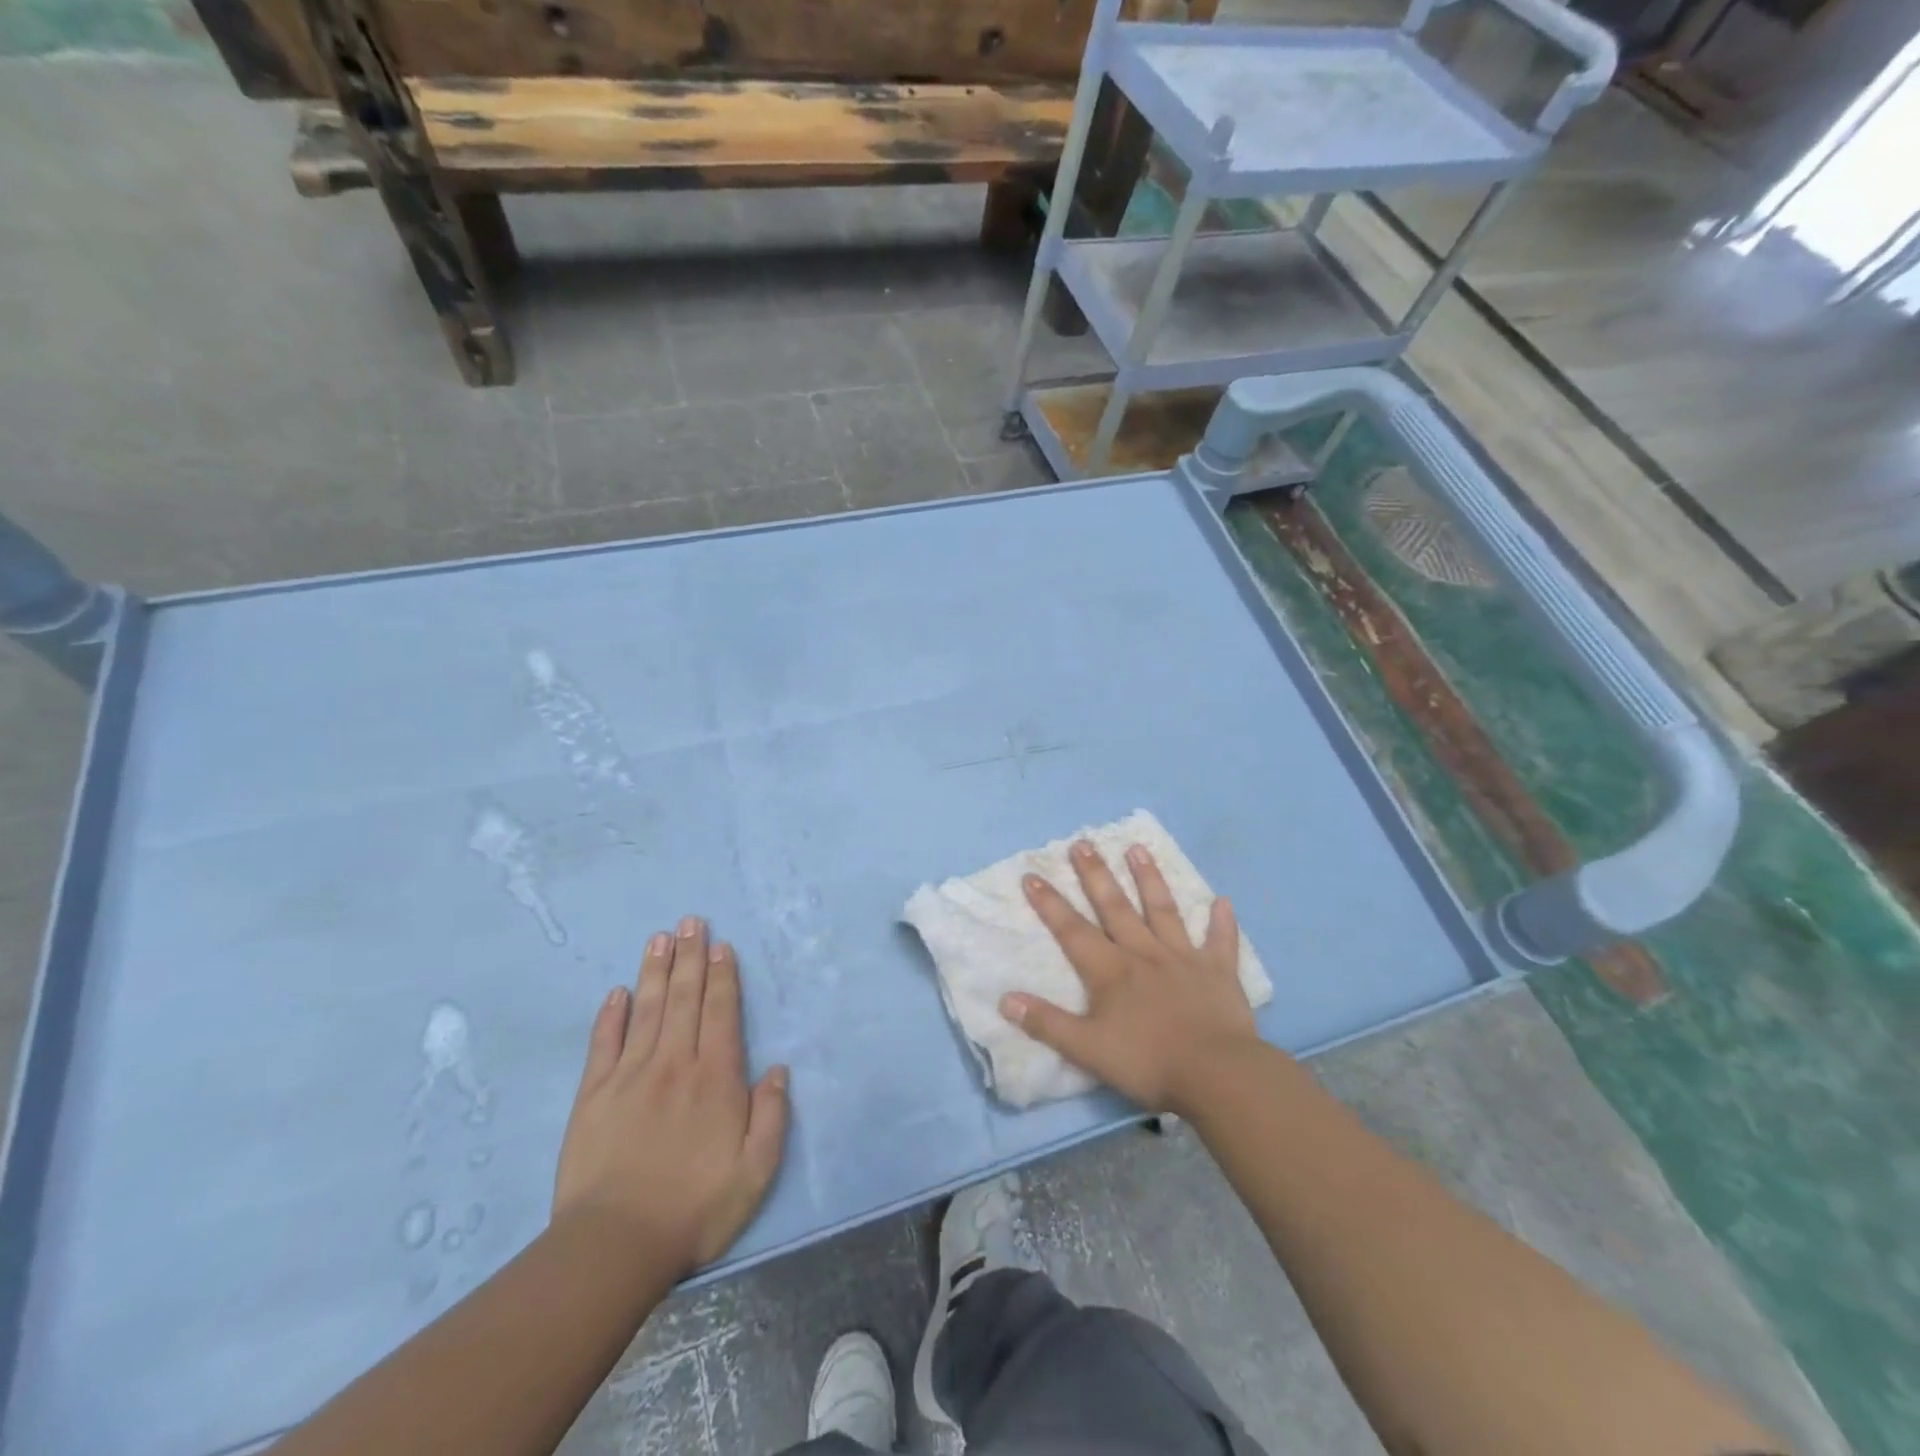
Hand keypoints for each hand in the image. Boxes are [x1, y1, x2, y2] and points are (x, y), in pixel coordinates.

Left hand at [553, 916, 788, 1275]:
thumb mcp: (755, 1170)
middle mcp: (674, 1063)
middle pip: (684, 999)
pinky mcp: (593, 1095)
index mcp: (715, 1077)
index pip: (720, 1012)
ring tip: (660, 938)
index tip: (720, 946)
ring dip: (655, 971)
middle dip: (689, 957)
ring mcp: (630, 1076)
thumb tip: (779, 1069)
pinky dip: (611, 1015)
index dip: (722, 976)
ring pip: (646, 1010)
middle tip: (690, 922)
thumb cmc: (695, 1207)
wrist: (614, 1245)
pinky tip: (617, 992)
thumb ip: (772, 1115)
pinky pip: (604, 1044)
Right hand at [1003, 840, 1260, 1114]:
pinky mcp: (1218, 972)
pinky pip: (1221, 942)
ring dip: (1150, 879)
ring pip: (1163, 911)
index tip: (1032, 875)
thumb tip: (1005, 999)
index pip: (1072, 930)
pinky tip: (1223, 901)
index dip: (1050, 903)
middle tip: (1083, 843)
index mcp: (1111, 971)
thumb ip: (1047, 1023)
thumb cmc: (1148, 1061)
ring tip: (1138, 849)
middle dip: (1096, 875)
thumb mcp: (1087, 1049)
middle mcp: (1144, 953)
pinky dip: (1222, 922)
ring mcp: (1183, 958)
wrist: (1216, 1073)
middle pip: (1115, 907)